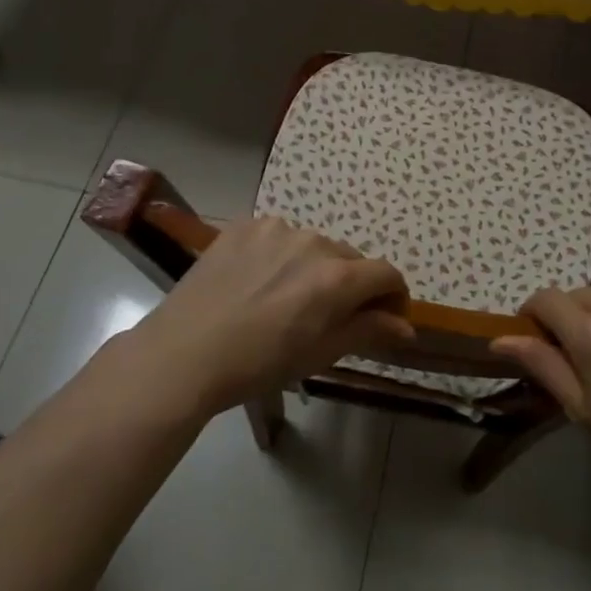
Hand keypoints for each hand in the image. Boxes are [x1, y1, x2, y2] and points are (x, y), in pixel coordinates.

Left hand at [98, 217, 414, 421]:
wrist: (182, 355)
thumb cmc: (258, 364)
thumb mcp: (320, 354)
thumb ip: (368, 331)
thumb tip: (407, 327)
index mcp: (337, 278)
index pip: (386, 274)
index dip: (392, 295)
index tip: (384, 316)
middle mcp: (314, 243)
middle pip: (350, 259)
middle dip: (350, 284)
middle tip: (326, 315)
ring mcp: (276, 229)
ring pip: (314, 246)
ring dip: (313, 267)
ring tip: (284, 298)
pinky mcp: (245, 225)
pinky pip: (279, 237)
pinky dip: (280, 255)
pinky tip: (257, 281)